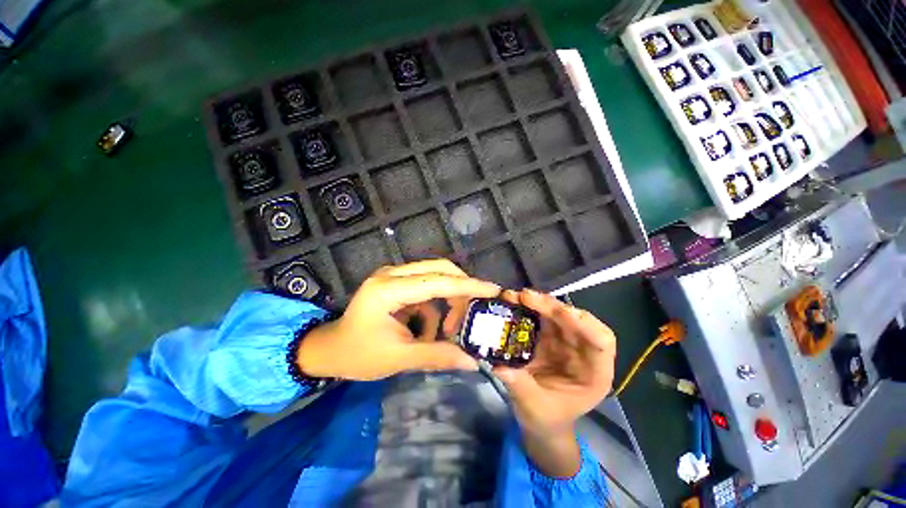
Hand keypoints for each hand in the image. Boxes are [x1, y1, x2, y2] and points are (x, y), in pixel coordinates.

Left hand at [296, 259, 499, 380]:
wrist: (330, 349)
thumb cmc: (358, 355)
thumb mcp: (399, 358)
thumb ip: (437, 355)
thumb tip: (473, 361)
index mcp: (388, 290)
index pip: (437, 281)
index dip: (468, 286)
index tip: (493, 290)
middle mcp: (392, 274)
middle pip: (439, 269)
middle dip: (461, 290)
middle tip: (474, 312)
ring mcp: (394, 275)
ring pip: (435, 277)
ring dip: (447, 303)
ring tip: (447, 331)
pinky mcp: (397, 282)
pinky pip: (426, 289)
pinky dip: (434, 309)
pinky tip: (428, 331)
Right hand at [494, 289, 616, 476]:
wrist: (539, 419)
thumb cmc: (546, 418)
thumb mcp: (534, 407)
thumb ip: (520, 386)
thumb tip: (499, 365)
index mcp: (594, 373)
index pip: (601, 341)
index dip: (585, 324)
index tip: (561, 313)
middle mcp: (582, 351)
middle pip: (575, 321)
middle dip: (552, 307)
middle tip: (527, 297)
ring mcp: (564, 341)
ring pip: (556, 314)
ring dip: (538, 302)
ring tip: (516, 297)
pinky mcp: (547, 336)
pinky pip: (540, 316)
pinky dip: (528, 308)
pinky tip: (514, 303)